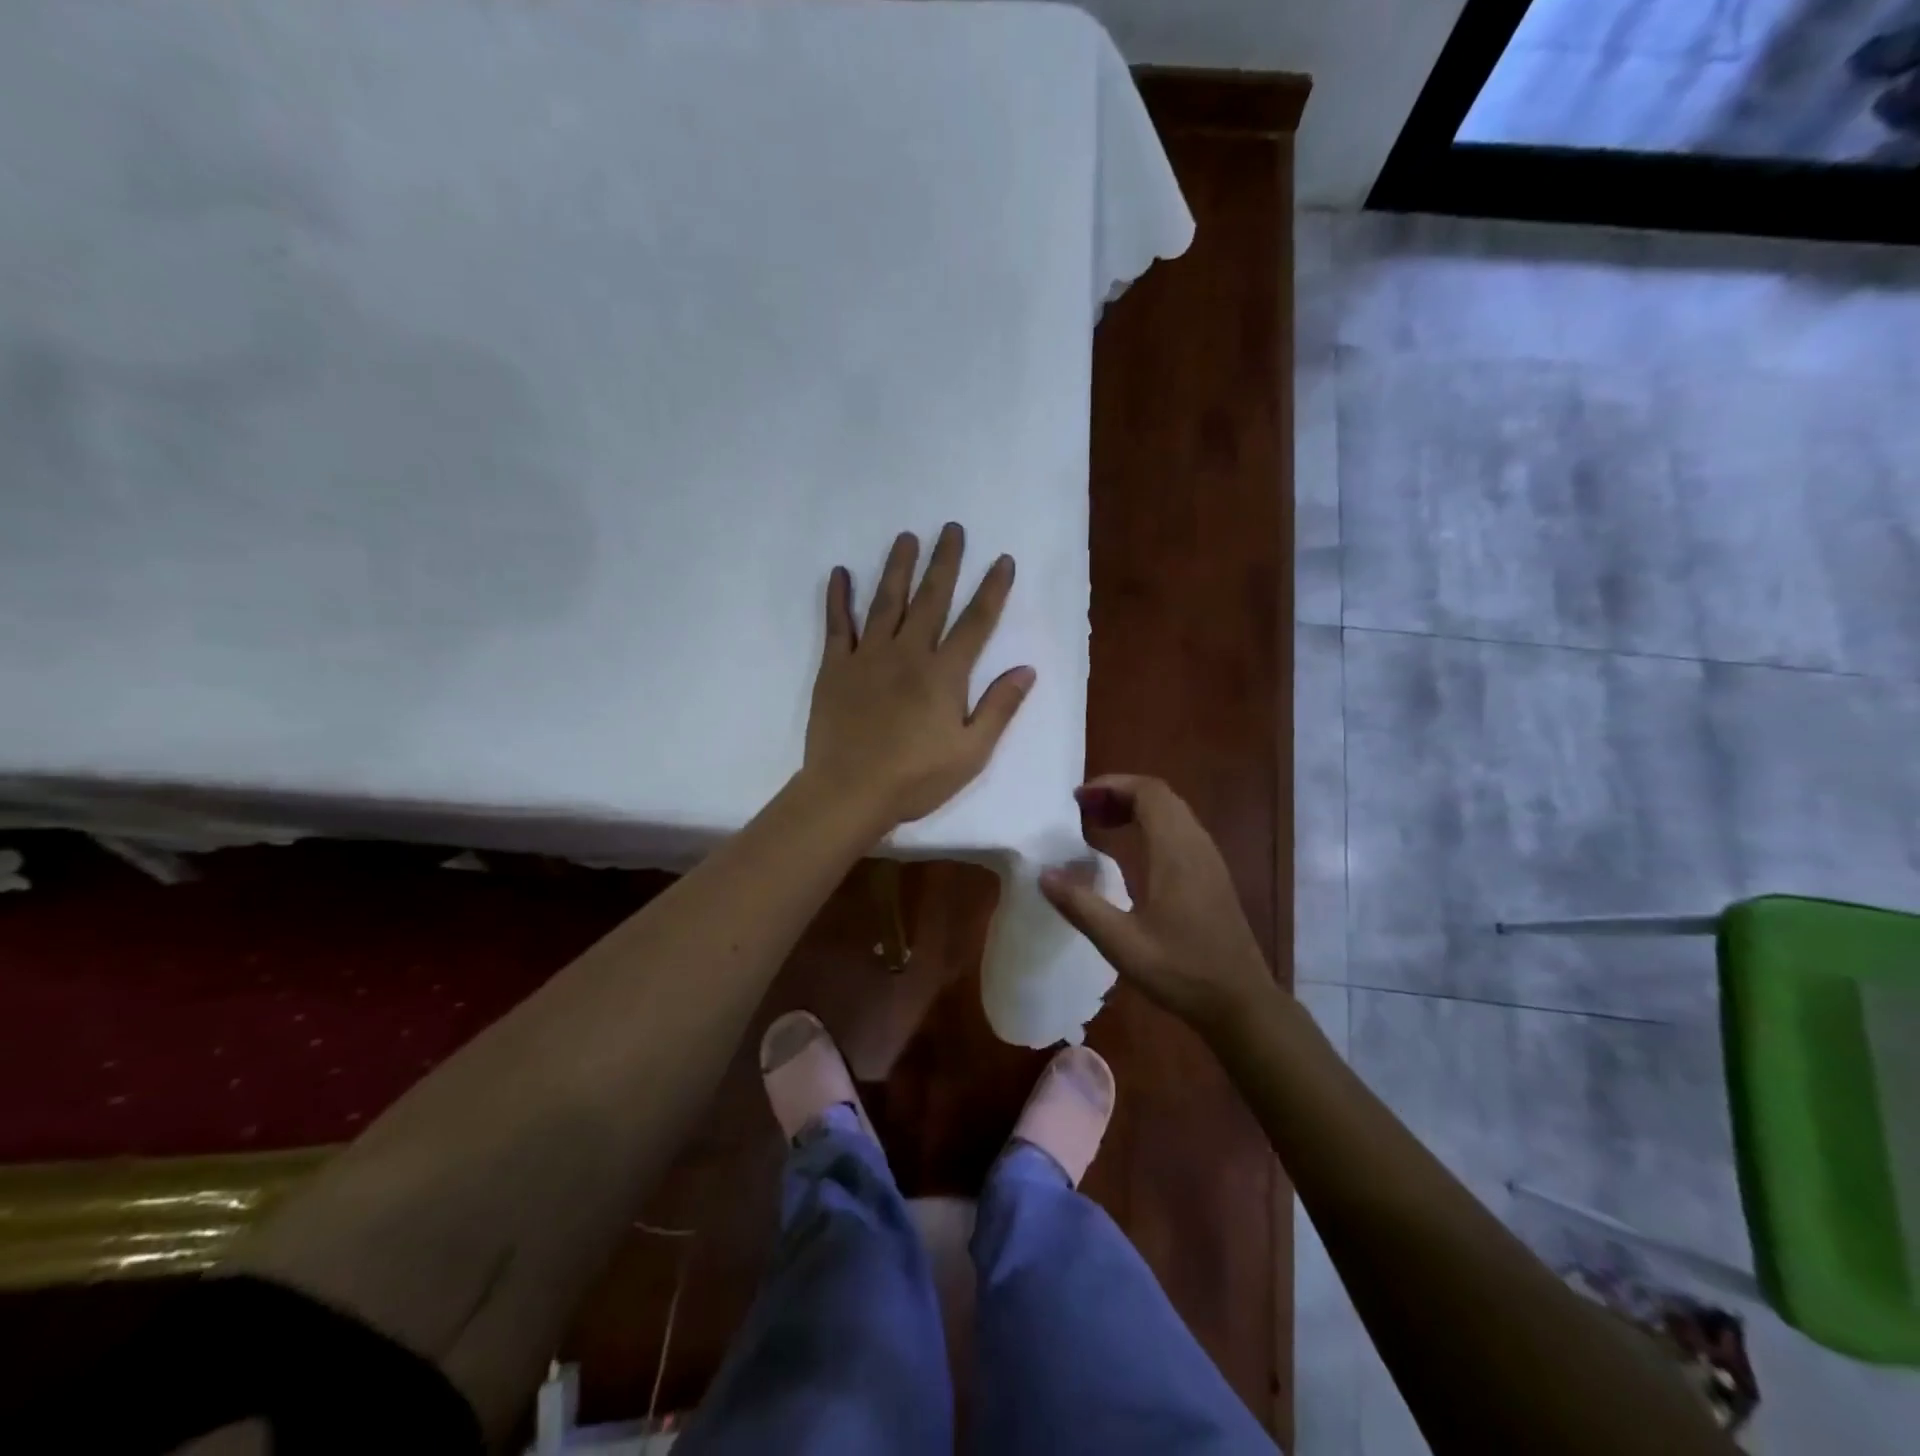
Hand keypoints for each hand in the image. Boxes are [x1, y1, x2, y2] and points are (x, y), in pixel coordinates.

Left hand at [803, 524, 1034, 831]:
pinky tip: (840, 572)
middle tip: (952, 528)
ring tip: (906, 537)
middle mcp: (908, 653)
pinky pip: (837, 624)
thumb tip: (1026, 669)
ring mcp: (868, 656)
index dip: (992, 590)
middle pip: (931, 598)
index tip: (1003, 560)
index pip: (975, 622)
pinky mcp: (835, 667)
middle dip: (945, 562)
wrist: (850, 792)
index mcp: (944, 673)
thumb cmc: (916, 778)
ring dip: (898, 567)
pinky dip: (838, 597)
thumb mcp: (971, 752)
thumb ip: (999, 707)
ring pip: (886, 601)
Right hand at [1039, 775, 1275, 1030]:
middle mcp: (1196, 845)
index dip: (1111, 785)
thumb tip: (1044, 873)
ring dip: (1135, 808)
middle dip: (1119, 793)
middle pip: (1159, 796)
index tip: (1078, 799)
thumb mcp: (1121, 943)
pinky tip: (1130, 854)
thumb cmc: (1181, 971)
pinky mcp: (1213, 876)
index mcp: (1175, 852)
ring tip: (1100, 826)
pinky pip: (1180, 831)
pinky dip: (1150, 826)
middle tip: (1083, 811)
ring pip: (1172, 812)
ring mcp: (1209, 860)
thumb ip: (1080, 906)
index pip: (1148, 792)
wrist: (1240, 1002)